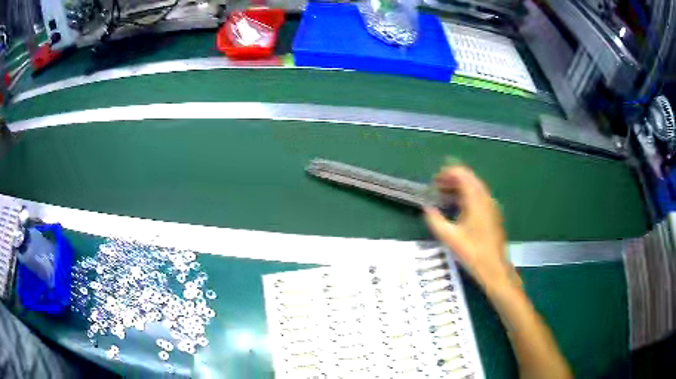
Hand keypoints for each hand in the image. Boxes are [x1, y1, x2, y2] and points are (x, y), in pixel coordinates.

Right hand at [424, 165, 517, 290]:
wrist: (494, 268)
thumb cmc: (472, 252)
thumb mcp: (449, 237)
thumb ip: (435, 220)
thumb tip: (427, 208)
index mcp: (476, 199)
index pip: (462, 174)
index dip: (447, 173)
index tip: (434, 182)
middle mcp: (486, 198)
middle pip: (469, 178)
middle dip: (452, 179)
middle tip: (437, 188)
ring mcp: (491, 206)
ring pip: (475, 188)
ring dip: (459, 188)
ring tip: (444, 197)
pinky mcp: (493, 214)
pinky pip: (479, 197)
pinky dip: (467, 196)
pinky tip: (458, 209)